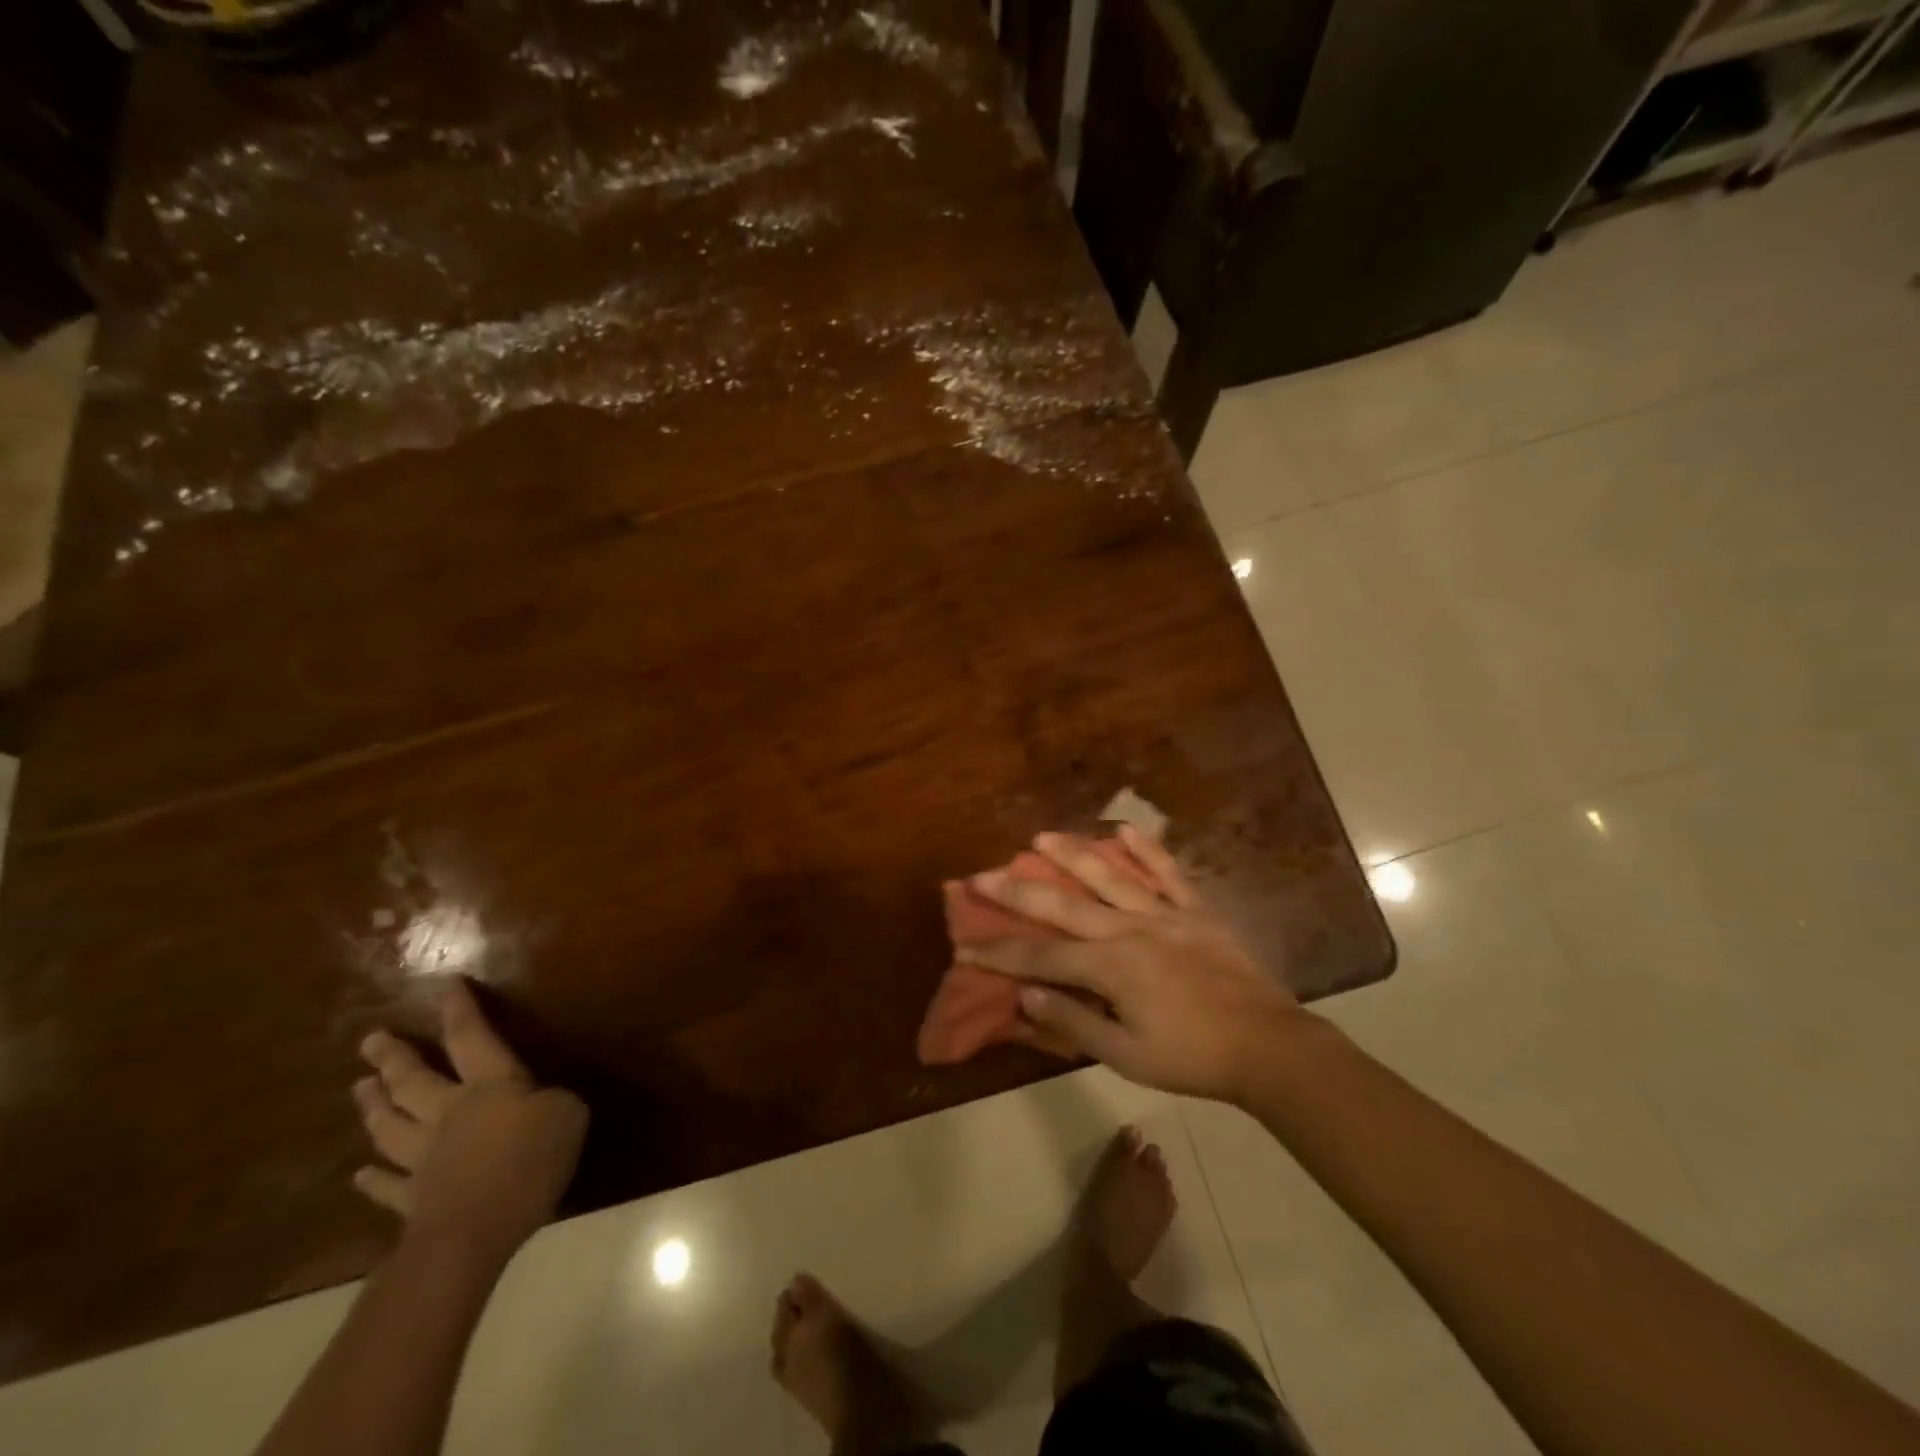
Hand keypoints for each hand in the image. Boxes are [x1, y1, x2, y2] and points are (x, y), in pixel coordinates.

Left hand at [352, 979, 587, 1265]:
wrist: (475, 1229)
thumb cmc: (529, 1160)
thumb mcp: (567, 1115)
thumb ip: (553, 1102)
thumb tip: (541, 1103)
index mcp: (489, 1086)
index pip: (471, 1038)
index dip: (461, 1011)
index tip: (446, 985)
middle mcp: (449, 1114)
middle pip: (415, 1081)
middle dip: (394, 1058)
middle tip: (370, 1040)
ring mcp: (424, 1159)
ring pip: (392, 1126)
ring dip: (374, 1107)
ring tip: (358, 1088)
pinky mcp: (413, 1202)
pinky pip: (388, 1186)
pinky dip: (372, 1180)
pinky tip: (359, 1173)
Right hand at [957, 825, 1309, 1101]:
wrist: (1268, 1046)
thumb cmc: (1192, 1058)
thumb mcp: (1126, 1056)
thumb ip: (1074, 1023)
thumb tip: (1026, 994)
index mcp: (1110, 968)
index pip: (1040, 957)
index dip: (998, 953)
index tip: (964, 946)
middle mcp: (1129, 930)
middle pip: (1062, 906)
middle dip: (1017, 891)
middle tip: (981, 875)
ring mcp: (1164, 914)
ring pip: (1110, 876)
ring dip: (1072, 854)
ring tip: (1041, 835)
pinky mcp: (1196, 910)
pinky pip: (1168, 873)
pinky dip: (1147, 849)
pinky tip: (1125, 828)